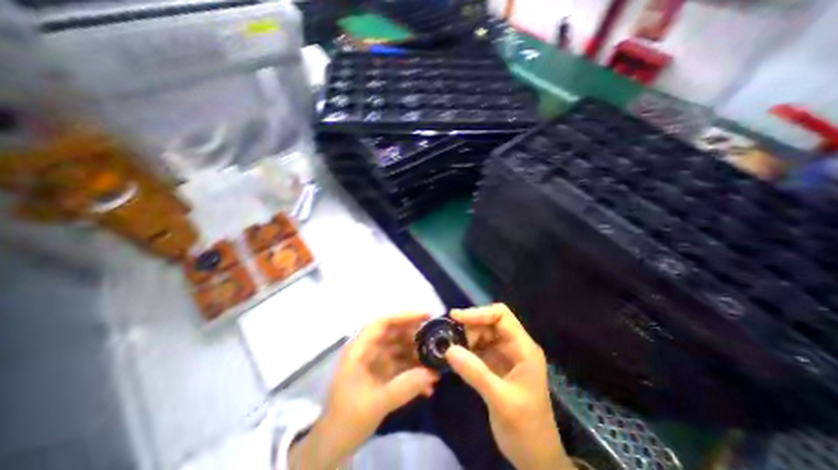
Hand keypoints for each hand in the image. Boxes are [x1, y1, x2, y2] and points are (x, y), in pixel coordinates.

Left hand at [290, 309, 438, 466]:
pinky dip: (414, 371)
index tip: (426, 316)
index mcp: (360, 348)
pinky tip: (428, 386)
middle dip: (416, 334)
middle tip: (438, 338)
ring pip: (400, 347)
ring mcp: (375, 361)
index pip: (382, 322)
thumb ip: (404, 387)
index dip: (404, 315)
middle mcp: (368, 349)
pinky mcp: (382, 372)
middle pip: (394, 332)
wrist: (333, 444)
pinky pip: (401, 364)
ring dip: (418, 354)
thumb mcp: (376, 403)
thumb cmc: (347, 419)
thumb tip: (433, 372)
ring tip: (436, 363)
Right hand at [444, 304, 575, 469]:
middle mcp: (515, 346)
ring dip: (467, 338)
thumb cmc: (526, 429)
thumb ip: (475, 373)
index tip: (455, 317)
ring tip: (451, 348)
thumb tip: (448, 349)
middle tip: (451, 338)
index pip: (501, 316)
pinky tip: (456, 357)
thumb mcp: (501, 401)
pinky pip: (479, 348)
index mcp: (524, 349)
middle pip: (490, 322)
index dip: (479, 313)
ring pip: (483, 334)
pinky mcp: (497, 365)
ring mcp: (506, 355)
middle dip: (470, 327)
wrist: (536, 458)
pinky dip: (467, 349)